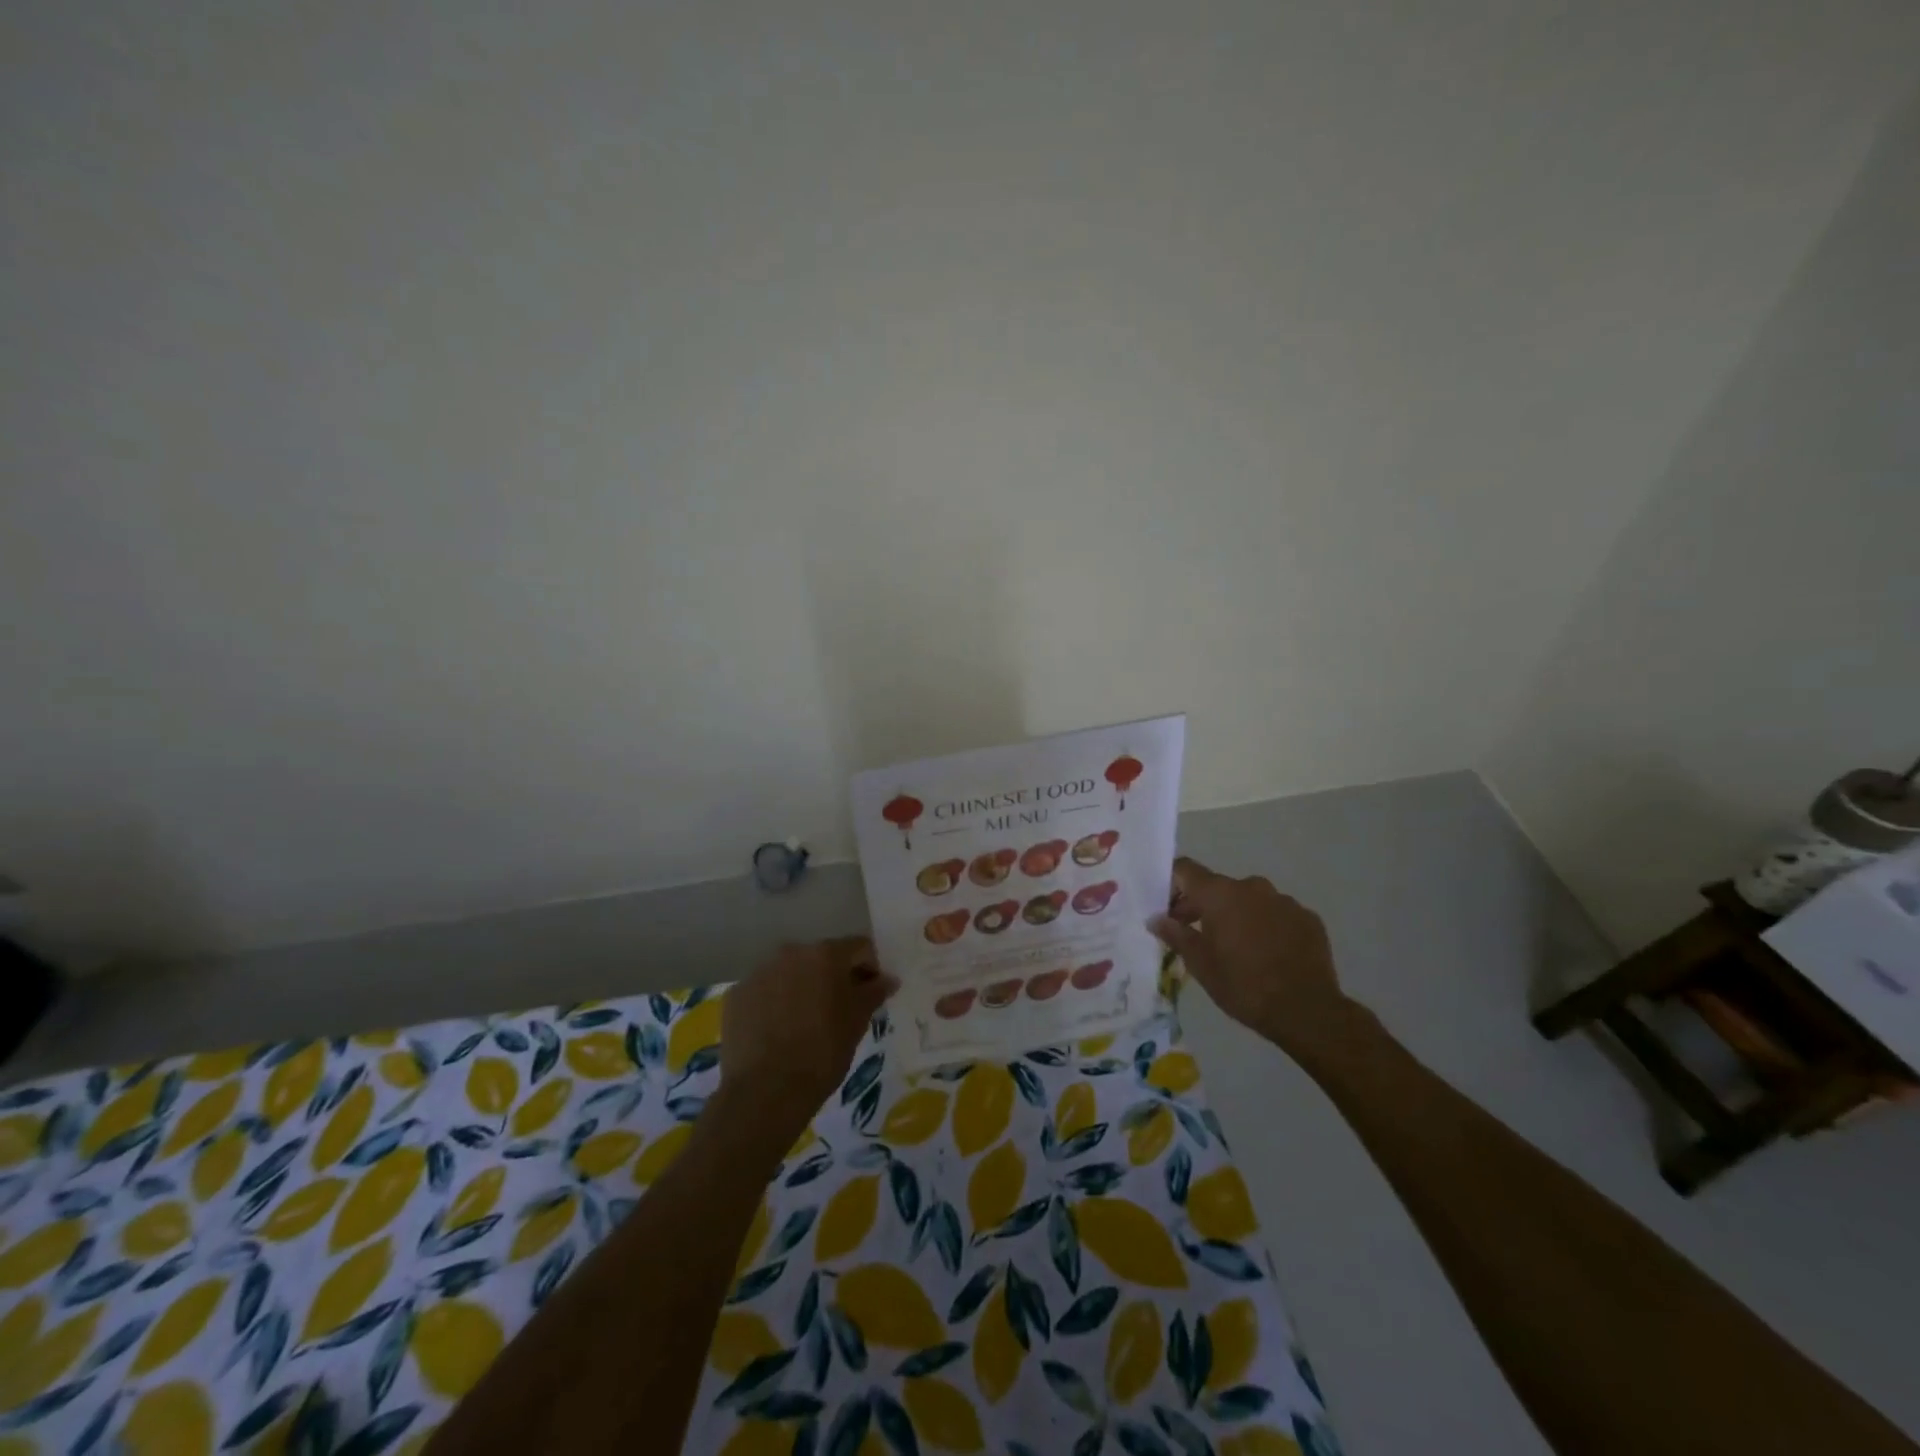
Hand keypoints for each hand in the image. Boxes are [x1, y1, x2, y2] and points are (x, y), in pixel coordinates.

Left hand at [719, 938, 897, 1130]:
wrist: (766, 1091)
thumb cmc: (823, 1052)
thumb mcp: (857, 1022)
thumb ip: (874, 992)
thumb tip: (888, 979)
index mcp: (825, 954)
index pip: (859, 948)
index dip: (870, 968)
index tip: (871, 993)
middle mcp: (790, 952)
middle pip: (821, 957)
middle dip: (833, 977)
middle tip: (839, 1009)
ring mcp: (759, 972)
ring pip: (790, 973)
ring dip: (801, 988)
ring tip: (805, 1023)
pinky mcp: (736, 995)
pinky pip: (764, 991)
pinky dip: (774, 1003)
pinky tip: (777, 1032)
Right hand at [1148, 857, 1352, 1055]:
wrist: (1307, 1011)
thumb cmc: (1243, 986)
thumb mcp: (1200, 964)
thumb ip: (1176, 935)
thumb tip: (1156, 919)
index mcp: (1220, 894)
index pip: (1186, 870)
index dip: (1172, 883)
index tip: (1167, 908)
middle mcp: (1252, 887)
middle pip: (1217, 887)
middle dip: (1202, 906)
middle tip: (1194, 935)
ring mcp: (1284, 901)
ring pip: (1250, 901)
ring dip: (1237, 916)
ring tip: (1236, 948)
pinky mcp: (1308, 918)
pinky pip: (1277, 915)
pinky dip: (1266, 926)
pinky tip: (1267, 954)